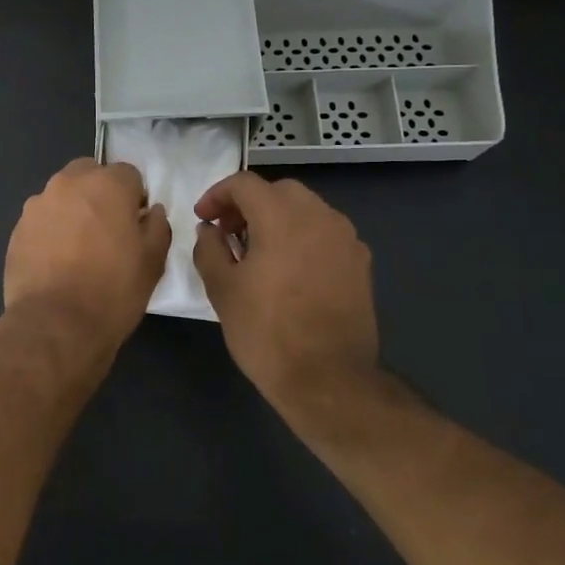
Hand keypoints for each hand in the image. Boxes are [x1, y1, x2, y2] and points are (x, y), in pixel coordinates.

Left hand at [5, 158, 170, 352]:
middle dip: (100, 194)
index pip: (128, 174)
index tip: (135, 225)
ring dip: (73, 211)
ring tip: (79, 250)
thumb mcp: (153, 261)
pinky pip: (42, 220)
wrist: (55, 324)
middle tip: (107, 231)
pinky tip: (56, 262)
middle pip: (89, 174)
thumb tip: (151, 212)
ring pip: (62, 196)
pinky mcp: (17, 229)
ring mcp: (37, 205)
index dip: (135, 198)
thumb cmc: (112, 290)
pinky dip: (51, 231)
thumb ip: (157, 226)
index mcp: (106, 184)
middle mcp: (68, 184)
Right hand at [192, 172, 379, 411]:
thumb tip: (210, 230)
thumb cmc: (266, 331)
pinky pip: (325, 234)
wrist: (328, 380)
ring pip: (306, 210)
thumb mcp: (222, 288)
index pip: (245, 184)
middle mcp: (319, 217)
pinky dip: (302, 237)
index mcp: (282, 217)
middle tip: (228, 232)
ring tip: (257, 251)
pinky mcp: (360, 264)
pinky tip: (288, 269)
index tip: (203, 219)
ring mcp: (346, 240)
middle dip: (249, 203)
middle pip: (279, 191)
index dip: (217, 195)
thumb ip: (209, 248)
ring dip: (277, 218)